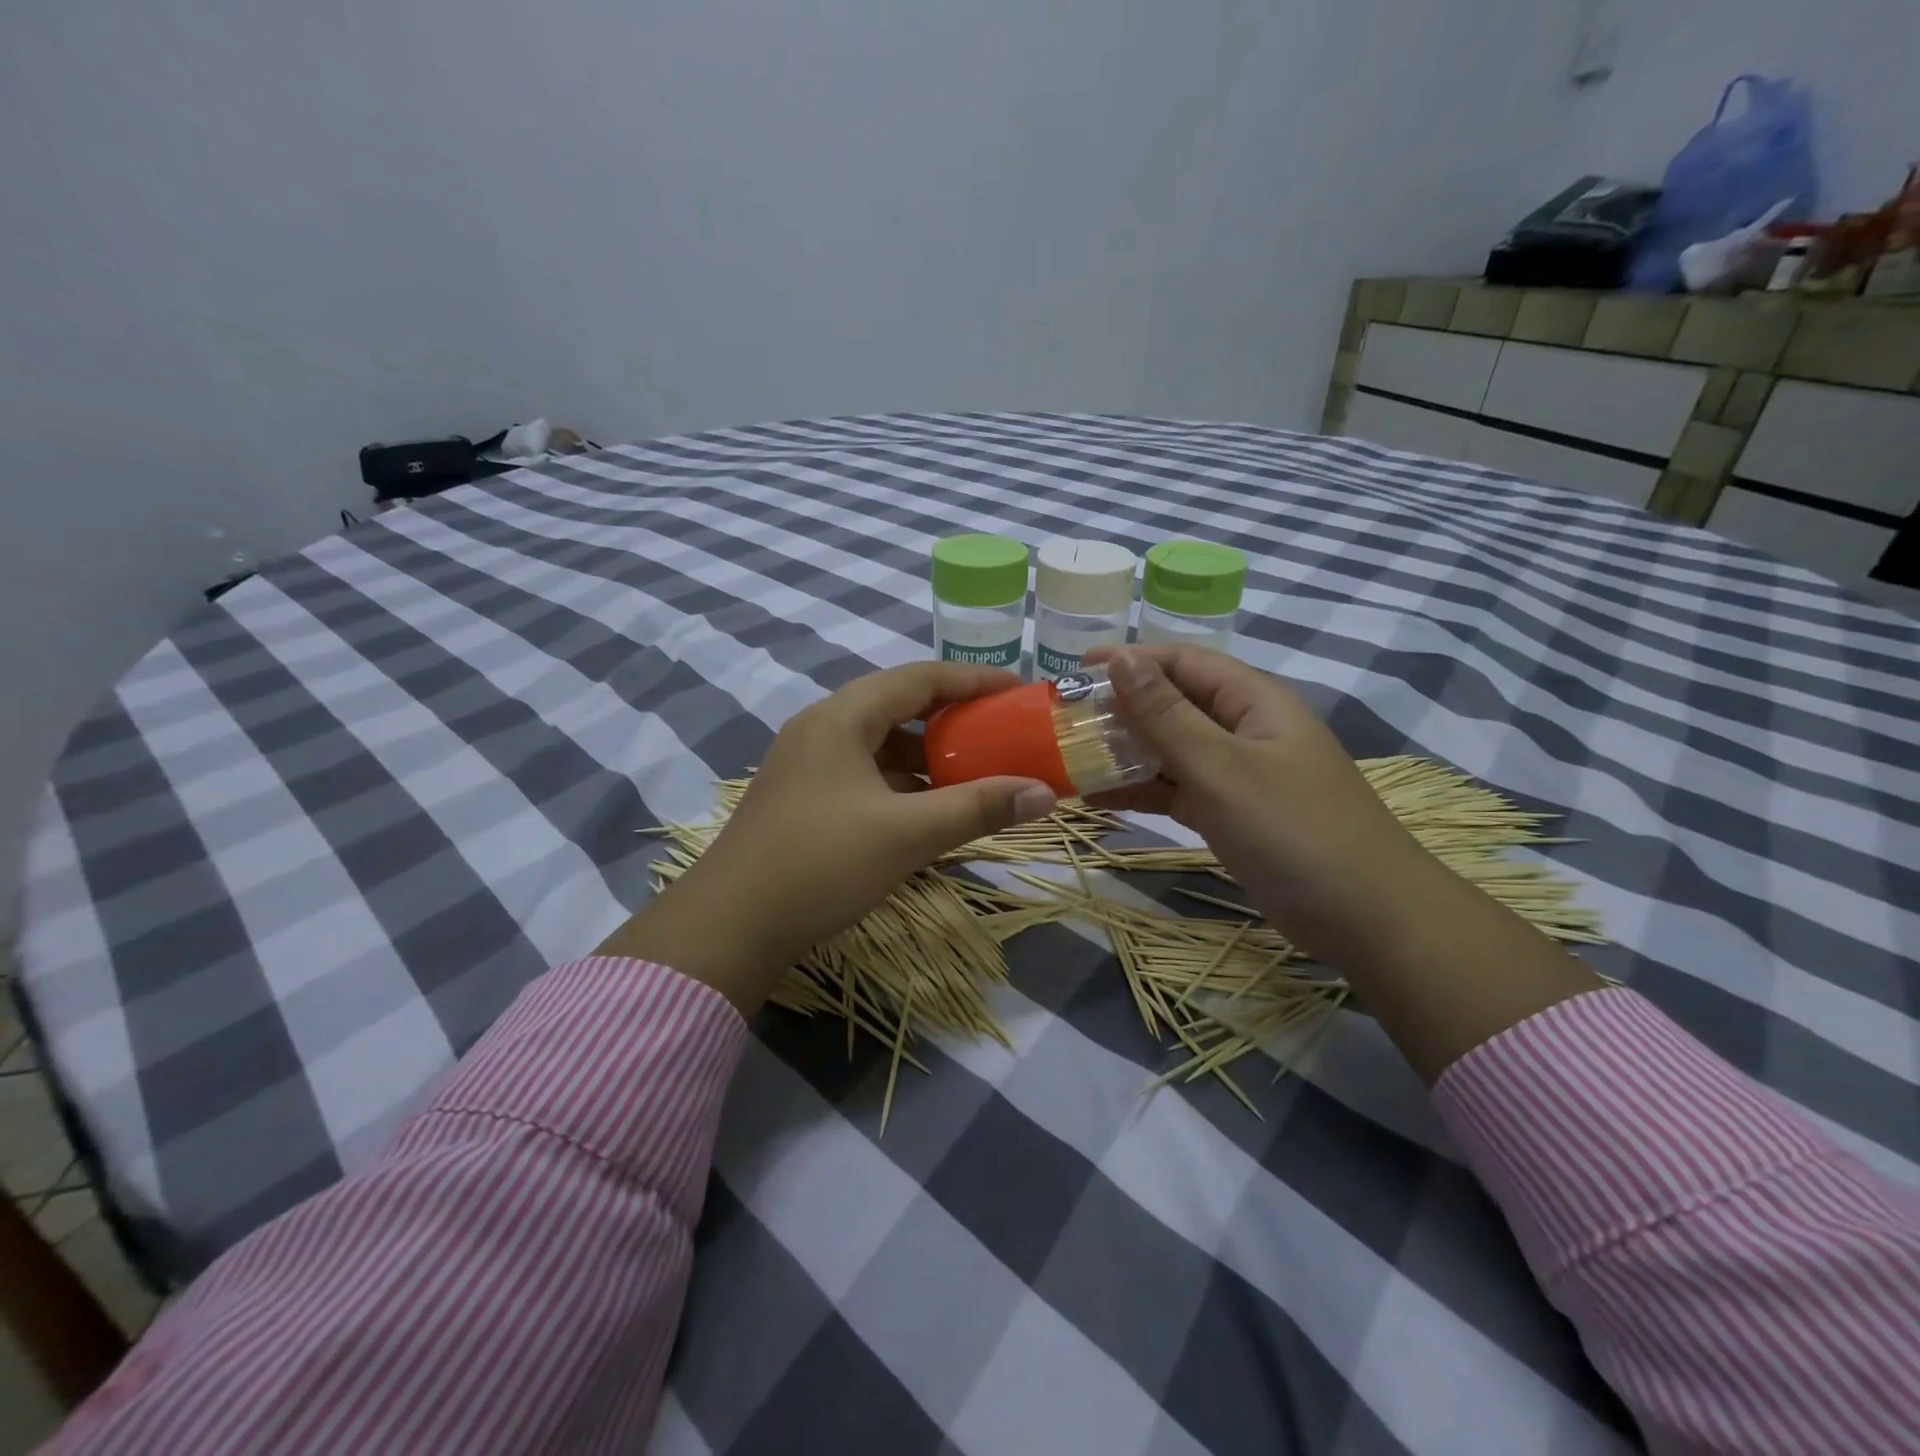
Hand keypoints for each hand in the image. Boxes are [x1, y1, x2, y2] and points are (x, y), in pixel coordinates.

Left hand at [598, 663, 1056, 1010]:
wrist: (729, 927)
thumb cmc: (821, 864)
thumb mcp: (908, 834)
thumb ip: (978, 808)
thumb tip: (1044, 793)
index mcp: (841, 717)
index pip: (920, 677)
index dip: (973, 680)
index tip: (1017, 691)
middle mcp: (821, 729)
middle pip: (899, 707)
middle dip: (953, 720)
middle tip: (999, 735)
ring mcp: (807, 765)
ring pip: (880, 745)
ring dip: (927, 757)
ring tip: (972, 776)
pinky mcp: (803, 799)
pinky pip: (864, 775)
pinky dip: (902, 785)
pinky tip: (927, 812)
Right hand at [1085, 645, 1430, 958]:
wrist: (1365, 917)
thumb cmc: (1293, 830)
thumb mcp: (1221, 767)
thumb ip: (1166, 715)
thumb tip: (1121, 658)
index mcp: (1253, 701)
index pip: (1184, 661)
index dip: (1130, 660)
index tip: (1074, 671)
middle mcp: (1245, 729)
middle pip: (1174, 703)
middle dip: (1120, 708)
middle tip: (1063, 720)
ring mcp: (1239, 774)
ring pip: (1172, 749)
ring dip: (1126, 752)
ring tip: (1071, 759)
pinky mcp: (1232, 813)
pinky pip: (1178, 789)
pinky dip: (1143, 790)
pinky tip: (1100, 798)